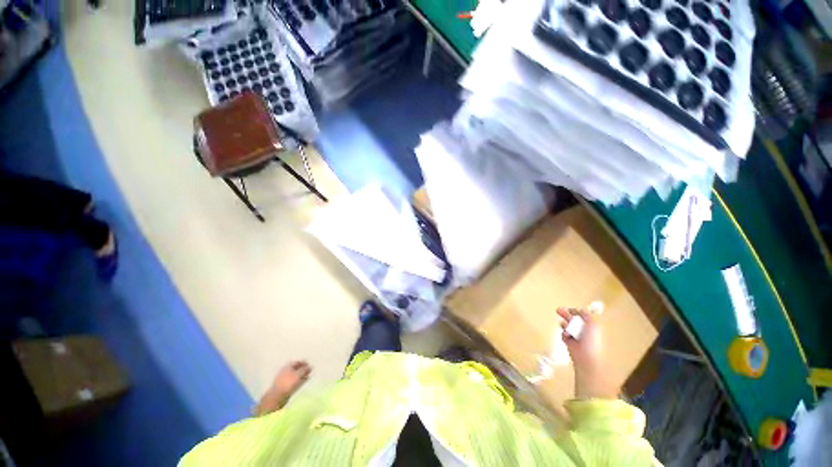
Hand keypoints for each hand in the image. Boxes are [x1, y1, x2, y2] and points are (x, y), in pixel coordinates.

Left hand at [255, 361, 311, 415]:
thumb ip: (305, 369)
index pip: (297, 362)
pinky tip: (302, 382)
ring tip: (307, 377)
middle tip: (309, 371)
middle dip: (302, 369)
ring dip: (301, 375)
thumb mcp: (299, 374)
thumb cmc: (288, 383)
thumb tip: (310, 366)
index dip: (304, 362)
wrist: (277, 396)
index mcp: (288, 366)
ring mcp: (284, 379)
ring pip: (295, 375)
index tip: (309, 365)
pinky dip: (298, 381)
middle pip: (296, 368)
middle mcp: (285, 371)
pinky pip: (293, 381)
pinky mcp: (284, 386)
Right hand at [558, 308, 618, 399]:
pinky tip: (565, 335)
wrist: (585, 357)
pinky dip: (563, 333)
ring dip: (564, 323)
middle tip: (558, 310)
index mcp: (590, 327)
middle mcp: (583, 331)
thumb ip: (587, 315)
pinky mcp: (568, 341)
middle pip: (572, 320)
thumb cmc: (591, 341)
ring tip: (562, 324)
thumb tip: (581, 309)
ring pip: (566, 326)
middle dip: (565, 314)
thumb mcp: (592, 325)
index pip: (582, 316)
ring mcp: (575, 336)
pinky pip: (563, 334)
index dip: (576, 312)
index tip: (570, 309)